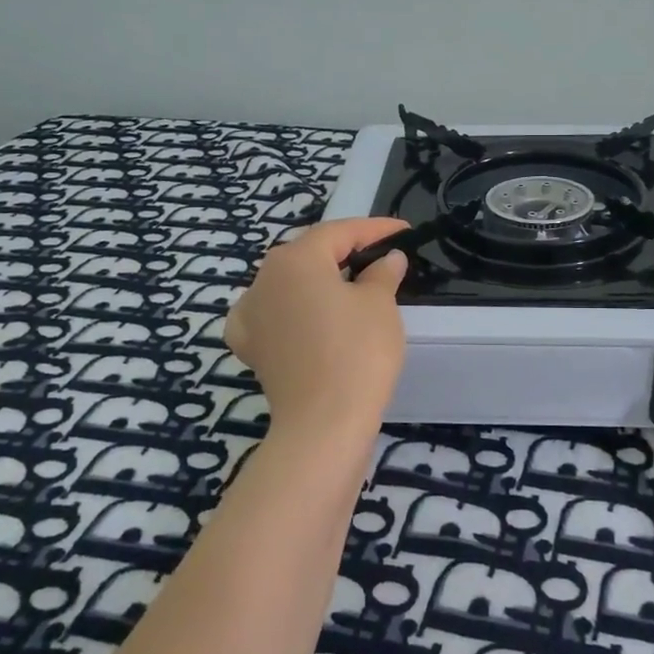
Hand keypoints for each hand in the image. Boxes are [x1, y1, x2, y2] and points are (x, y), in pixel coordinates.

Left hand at [224, 218, 410, 440]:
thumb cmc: (357, 353)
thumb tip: (388, 259)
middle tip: (380, 256)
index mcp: (295, 259)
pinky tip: (305, 318)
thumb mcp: (380, 305)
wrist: (323, 424)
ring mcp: (249, 314)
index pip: (340, 231)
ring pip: (288, 284)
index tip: (404, 231)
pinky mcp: (249, 347)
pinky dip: (291, 311)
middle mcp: (263, 279)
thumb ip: (383, 273)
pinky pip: (271, 316)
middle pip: (309, 255)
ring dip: (318, 281)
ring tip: (350, 285)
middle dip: (344, 252)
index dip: (375, 229)